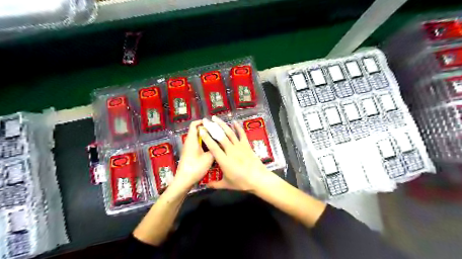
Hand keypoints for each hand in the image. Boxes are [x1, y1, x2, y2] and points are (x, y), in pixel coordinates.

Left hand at [173, 120, 213, 189]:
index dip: (202, 122)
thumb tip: (220, 143)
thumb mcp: (209, 158)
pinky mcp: (189, 154)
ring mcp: (188, 148)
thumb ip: (215, 148)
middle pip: (197, 131)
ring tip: (218, 140)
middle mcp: (189, 142)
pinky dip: (204, 145)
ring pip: (198, 139)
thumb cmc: (196, 167)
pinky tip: (212, 149)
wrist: (184, 181)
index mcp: (192, 140)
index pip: (194, 125)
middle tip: (218, 132)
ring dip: (206, 138)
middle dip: (207, 130)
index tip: (212, 124)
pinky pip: (197, 145)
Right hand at [198, 116, 271, 191]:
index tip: (201, 130)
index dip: (206, 138)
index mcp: (224, 160)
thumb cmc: (242, 183)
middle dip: (212, 127)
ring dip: (222, 125)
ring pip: (230, 133)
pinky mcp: (247, 145)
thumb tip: (206, 185)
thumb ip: (215, 184)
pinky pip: (242, 134)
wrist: (258, 179)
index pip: (213, 147)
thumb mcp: (227, 185)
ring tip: (216, 118)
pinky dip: (238, 127)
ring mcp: (239, 147)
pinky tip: (234, 121)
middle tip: (206, 121)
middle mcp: (231, 151)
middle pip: (220, 137)